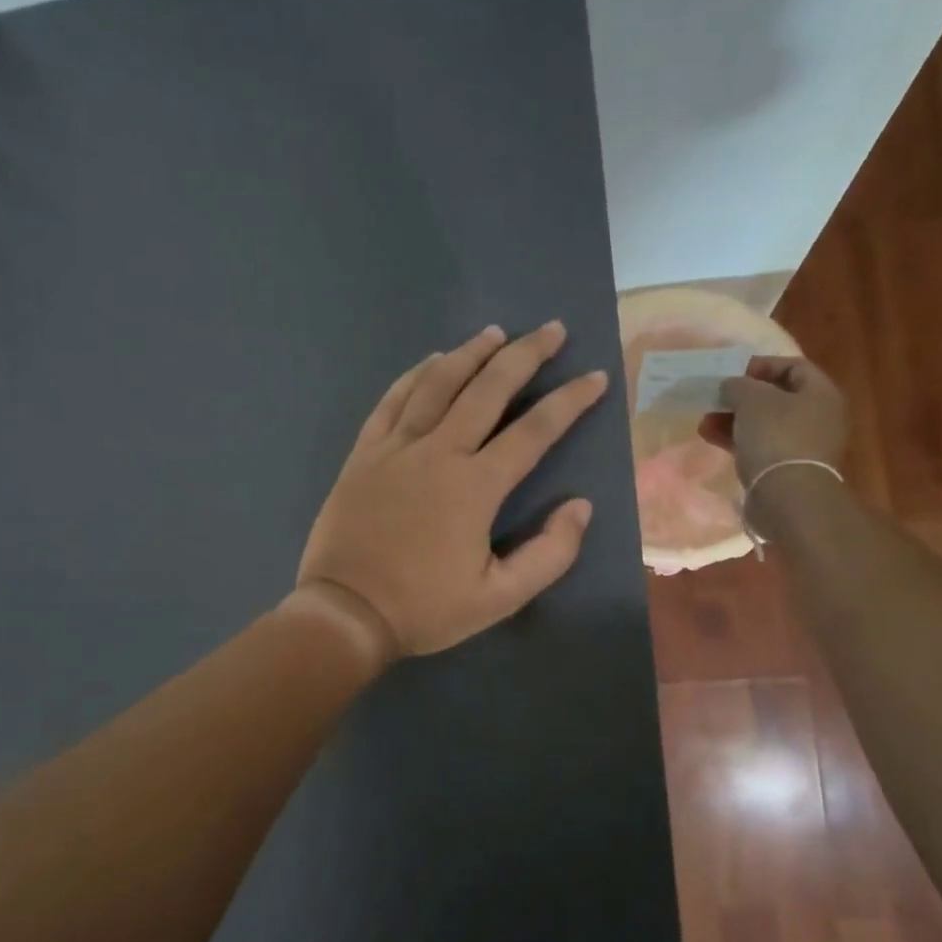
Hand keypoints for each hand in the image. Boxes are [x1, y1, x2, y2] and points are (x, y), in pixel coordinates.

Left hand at [296, 322, 608, 658]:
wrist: (346, 612)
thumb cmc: (424, 608)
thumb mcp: (499, 598)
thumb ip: (549, 554)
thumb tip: (580, 506)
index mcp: (475, 486)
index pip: (534, 430)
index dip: (569, 401)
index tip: (595, 376)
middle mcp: (438, 452)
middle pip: (487, 389)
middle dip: (525, 355)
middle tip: (552, 330)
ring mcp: (396, 448)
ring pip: (437, 384)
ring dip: (470, 354)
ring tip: (495, 332)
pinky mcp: (364, 454)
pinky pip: (392, 401)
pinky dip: (414, 375)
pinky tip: (430, 361)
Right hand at [697, 356, 848, 485]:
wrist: (787, 495)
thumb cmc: (776, 436)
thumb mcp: (752, 399)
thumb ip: (738, 385)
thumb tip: (730, 386)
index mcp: (821, 393)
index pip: (794, 366)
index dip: (763, 365)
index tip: (733, 372)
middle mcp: (818, 417)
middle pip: (777, 397)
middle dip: (742, 397)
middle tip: (716, 398)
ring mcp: (802, 445)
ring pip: (763, 424)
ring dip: (733, 419)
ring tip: (705, 420)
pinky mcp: (785, 468)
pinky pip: (759, 446)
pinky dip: (736, 440)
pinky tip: (710, 438)